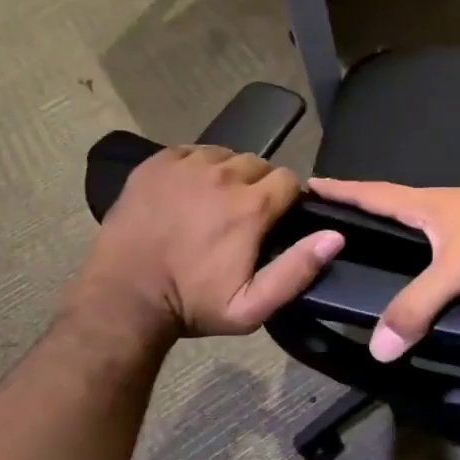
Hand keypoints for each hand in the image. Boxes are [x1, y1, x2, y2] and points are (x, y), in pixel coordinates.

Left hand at [83, 147, 343, 338]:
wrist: (124, 298)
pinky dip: (196, 167)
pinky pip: (190, 152)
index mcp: (251, 205)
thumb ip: (298, 270)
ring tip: (214, 202)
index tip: (276, 219)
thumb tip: (334, 235)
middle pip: (258, 164)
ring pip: (224, 155)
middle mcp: (222, 174)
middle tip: (242, 216)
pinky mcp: (156, 163)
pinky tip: (188, 192)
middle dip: (258, 186)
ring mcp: (185, 164)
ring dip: (227, 174)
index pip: (289, 180)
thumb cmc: (192, 305)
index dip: (288, 199)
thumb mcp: (251, 307)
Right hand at [305, 179, 459, 360]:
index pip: (374, 193)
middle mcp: (445, 203)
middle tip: (335, 214)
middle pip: (394, 201)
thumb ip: (417, 306)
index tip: (310, 183)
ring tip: (374, 236)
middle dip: (363, 204)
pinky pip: (443, 233)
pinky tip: (426, 257)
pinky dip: (424, 240)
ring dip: (395, 221)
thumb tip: (377, 347)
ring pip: (421, 217)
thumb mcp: (457, 272)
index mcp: (428, 203)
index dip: (342, 190)